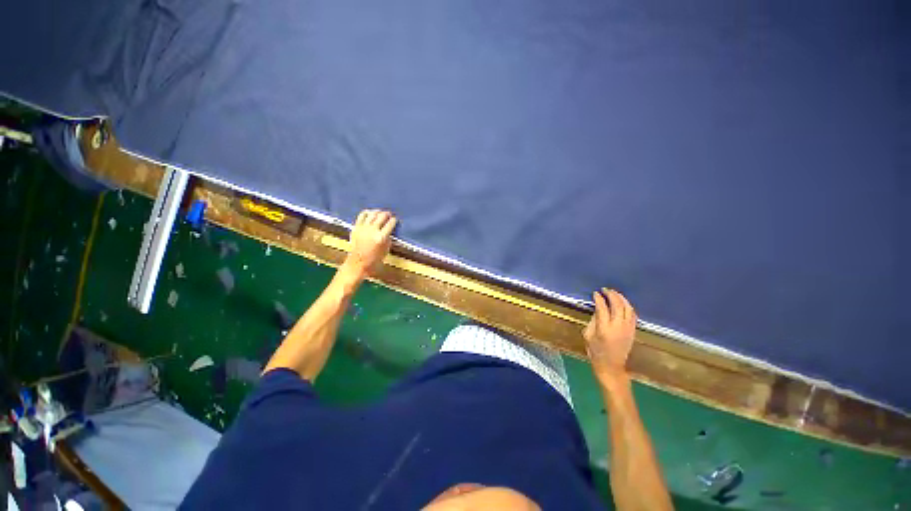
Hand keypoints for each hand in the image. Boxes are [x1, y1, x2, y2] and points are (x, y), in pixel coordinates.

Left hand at [343, 209, 396, 278]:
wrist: (358, 263)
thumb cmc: (374, 259)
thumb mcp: (386, 250)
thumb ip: (388, 238)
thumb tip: (389, 230)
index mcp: (381, 237)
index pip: (390, 224)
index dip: (394, 220)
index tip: (395, 219)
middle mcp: (373, 231)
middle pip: (382, 216)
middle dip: (387, 214)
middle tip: (389, 215)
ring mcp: (363, 228)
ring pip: (373, 214)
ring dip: (378, 212)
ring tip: (381, 213)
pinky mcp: (356, 227)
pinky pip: (362, 215)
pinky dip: (367, 212)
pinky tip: (370, 213)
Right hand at [583, 288, 636, 380]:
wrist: (611, 367)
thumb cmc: (595, 351)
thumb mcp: (588, 335)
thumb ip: (593, 320)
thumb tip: (598, 309)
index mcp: (604, 328)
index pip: (602, 308)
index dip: (599, 298)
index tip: (595, 293)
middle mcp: (617, 327)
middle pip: (617, 305)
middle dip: (611, 295)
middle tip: (605, 289)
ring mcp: (627, 328)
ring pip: (627, 308)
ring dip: (621, 298)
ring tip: (614, 293)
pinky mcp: (633, 331)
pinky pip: (633, 314)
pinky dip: (628, 306)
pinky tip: (623, 303)